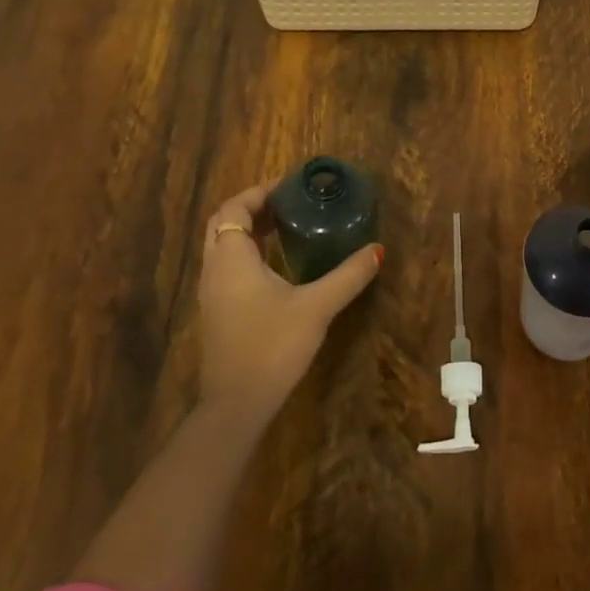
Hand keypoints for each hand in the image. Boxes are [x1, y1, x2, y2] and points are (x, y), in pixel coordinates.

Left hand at [196, 185, 382, 423]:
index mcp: (232, 258)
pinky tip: (277, 267)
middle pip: (224, 224)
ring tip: (286, 227)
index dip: (258, 193)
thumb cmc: (272, 345)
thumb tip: (377, 250)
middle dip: (252, 209)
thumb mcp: (317, 307)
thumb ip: (347, 276)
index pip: (234, 208)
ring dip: (248, 232)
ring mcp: (212, 293)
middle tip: (288, 203)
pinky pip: (227, 268)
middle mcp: (215, 269)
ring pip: (223, 247)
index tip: (288, 186)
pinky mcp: (217, 312)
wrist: (237, 404)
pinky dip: (247, 254)